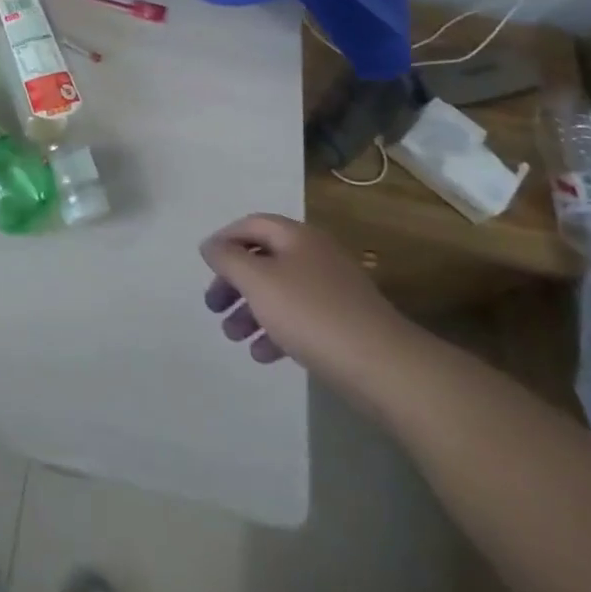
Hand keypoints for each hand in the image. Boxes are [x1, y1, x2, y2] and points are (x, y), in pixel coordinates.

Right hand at [200, 215, 424, 404]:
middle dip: (234, 282)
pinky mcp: (344, 323)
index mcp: (297, 237)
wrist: (385, 367)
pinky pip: (300, 318)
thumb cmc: (312, 314)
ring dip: (250, 311)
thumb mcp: (257, 281)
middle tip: (213, 306)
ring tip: (232, 336)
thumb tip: (210, 245)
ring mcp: (333, 290)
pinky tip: (262, 354)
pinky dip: (276, 331)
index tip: (204, 266)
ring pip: (279, 292)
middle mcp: (315, 256)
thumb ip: (227, 259)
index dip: (224, 240)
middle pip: (263, 260)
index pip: (251, 225)